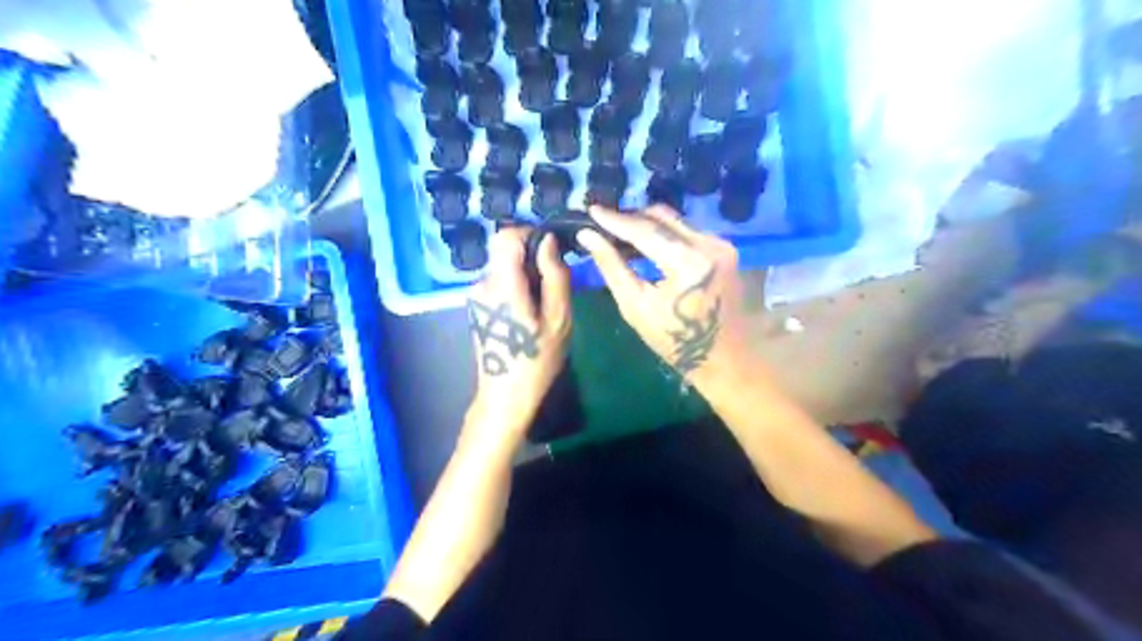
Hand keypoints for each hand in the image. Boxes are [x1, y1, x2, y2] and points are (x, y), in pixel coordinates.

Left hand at [463, 225, 571, 450]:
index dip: (530, 235)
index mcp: (502, 284)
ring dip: (525, 277)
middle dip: (531, 260)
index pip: (506, 236)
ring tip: (542, 307)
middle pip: (505, 252)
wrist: (505, 396)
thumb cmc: (536, 360)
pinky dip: (516, 288)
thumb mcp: (559, 319)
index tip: (551, 253)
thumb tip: (549, 241)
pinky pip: (499, 283)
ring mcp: (476, 296)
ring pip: (503, 268)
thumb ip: (555, 275)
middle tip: (553, 288)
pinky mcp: (477, 306)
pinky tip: (527, 315)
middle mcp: (483, 284)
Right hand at [581, 207, 755, 393]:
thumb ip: (612, 267)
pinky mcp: (725, 249)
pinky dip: (664, 233)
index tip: (591, 210)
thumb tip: (588, 236)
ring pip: (676, 221)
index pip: (644, 230)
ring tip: (620, 232)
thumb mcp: (635, 306)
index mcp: (688, 262)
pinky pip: (687, 231)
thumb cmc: (675, 341)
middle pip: (662, 217)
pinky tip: (646, 243)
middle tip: (603, 222)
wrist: (725, 358)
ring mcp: (721, 244)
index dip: (615, 219)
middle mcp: (709, 244)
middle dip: (630, 217)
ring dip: (647, 223)